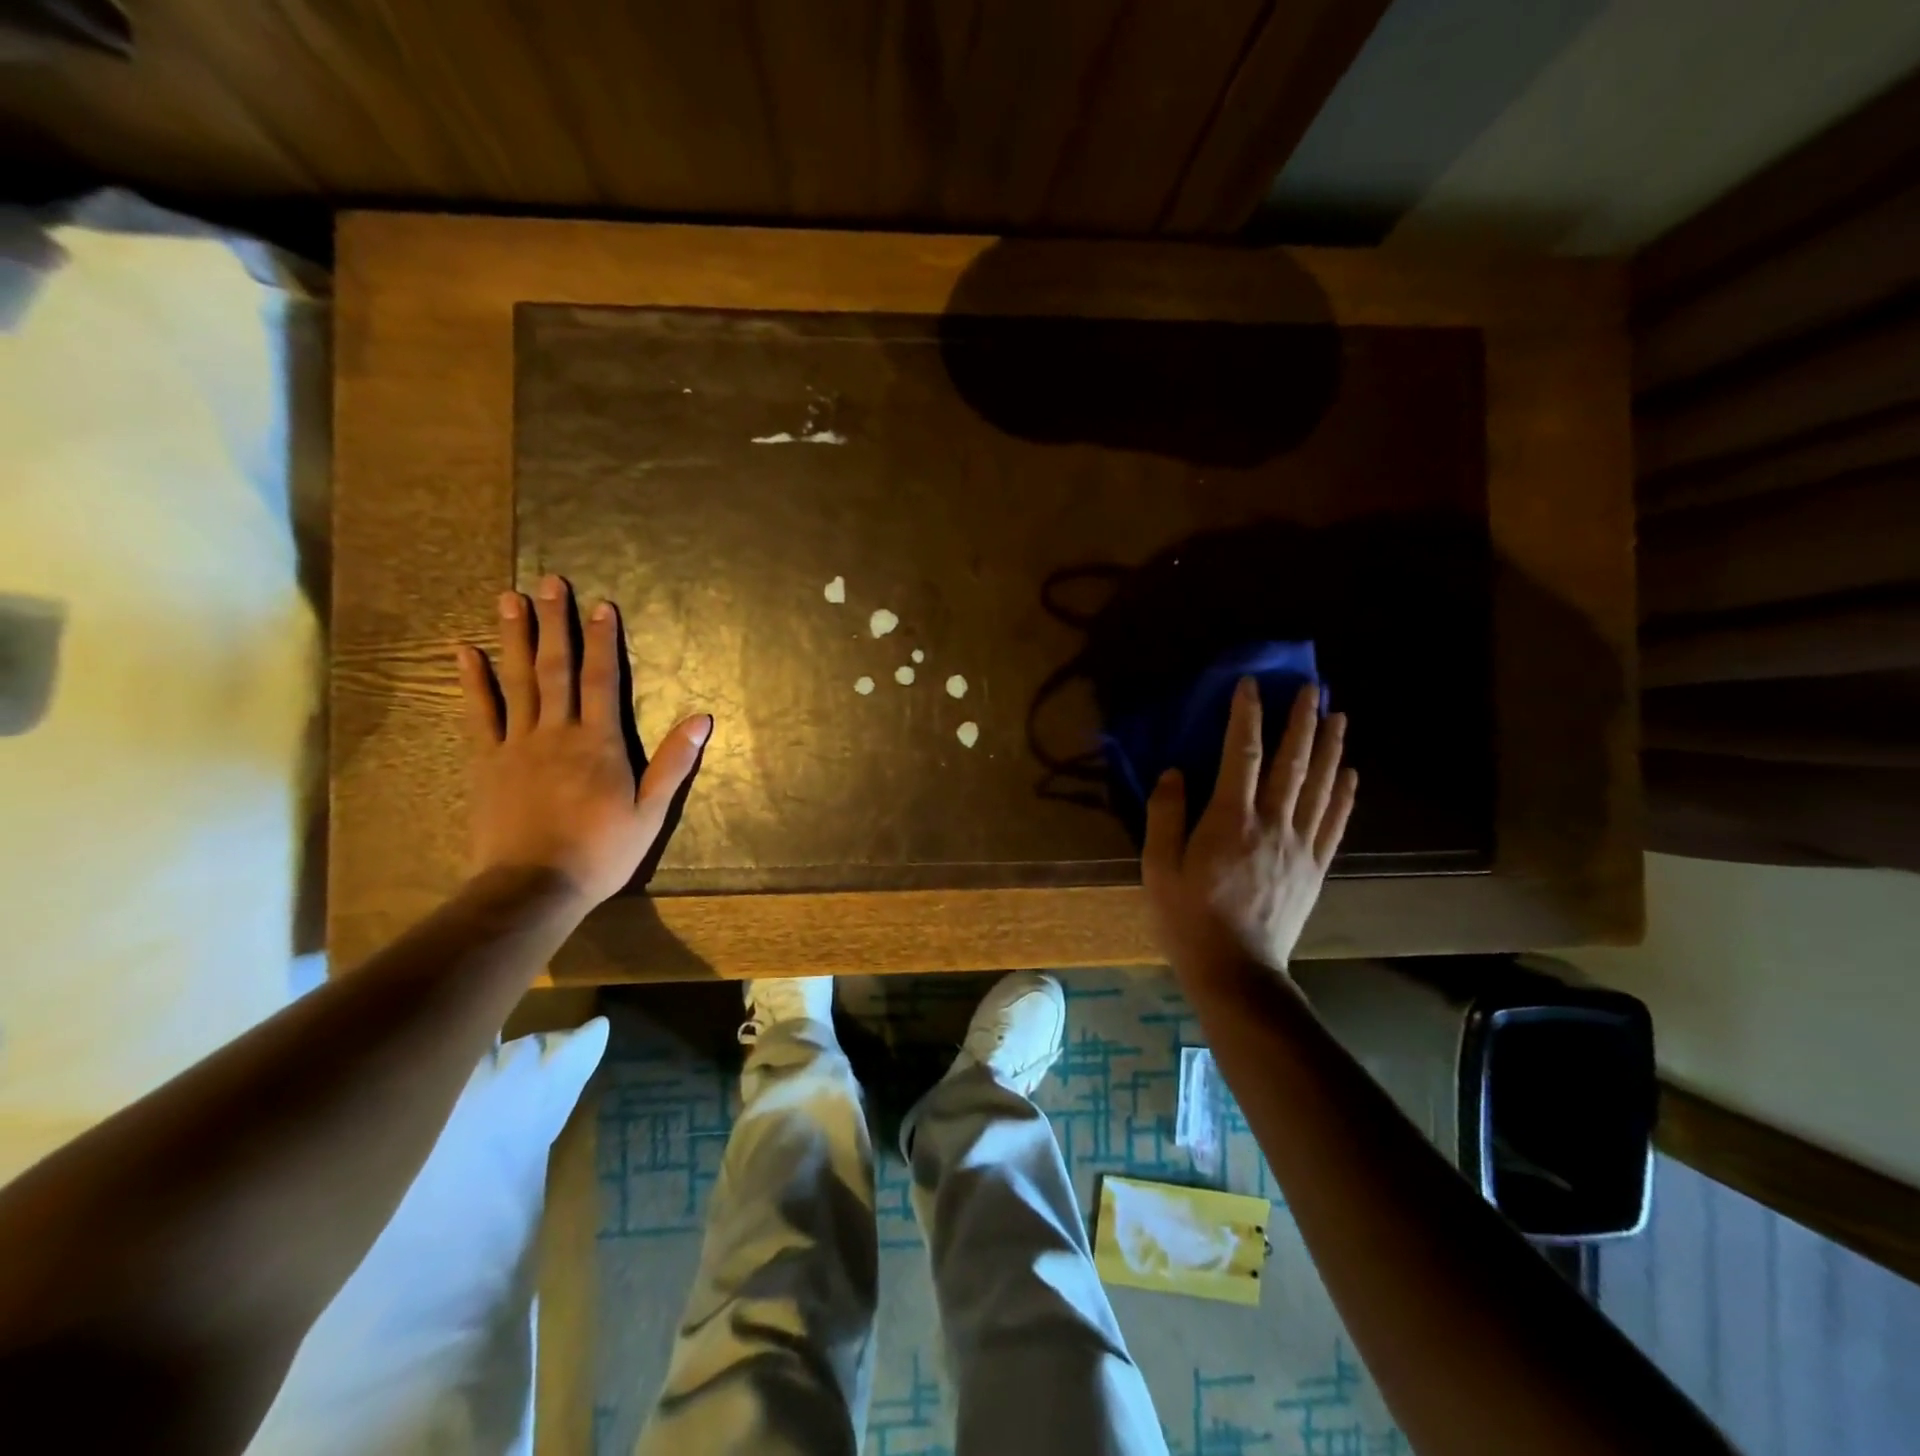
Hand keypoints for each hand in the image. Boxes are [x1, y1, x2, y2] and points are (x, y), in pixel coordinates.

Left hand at [457, 575, 711, 907]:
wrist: (533, 887)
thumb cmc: (601, 851)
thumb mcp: (651, 811)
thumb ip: (673, 762)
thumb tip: (702, 718)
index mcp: (598, 742)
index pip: (604, 680)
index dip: (604, 641)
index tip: (600, 605)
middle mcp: (556, 732)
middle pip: (556, 668)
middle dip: (554, 624)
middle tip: (548, 582)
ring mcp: (516, 744)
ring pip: (516, 681)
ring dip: (513, 637)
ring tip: (509, 598)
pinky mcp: (485, 762)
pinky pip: (478, 713)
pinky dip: (471, 681)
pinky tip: (463, 651)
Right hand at [1142, 679, 1356, 986]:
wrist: (1236, 971)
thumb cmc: (1188, 918)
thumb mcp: (1159, 868)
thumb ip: (1165, 816)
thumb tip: (1174, 772)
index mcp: (1230, 820)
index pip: (1240, 755)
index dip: (1246, 716)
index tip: (1250, 685)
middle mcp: (1272, 824)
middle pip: (1291, 763)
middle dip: (1301, 721)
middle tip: (1312, 688)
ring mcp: (1299, 846)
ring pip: (1319, 787)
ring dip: (1330, 748)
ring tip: (1337, 716)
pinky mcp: (1315, 868)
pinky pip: (1334, 824)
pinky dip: (1344, 795)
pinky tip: (1351, 774)